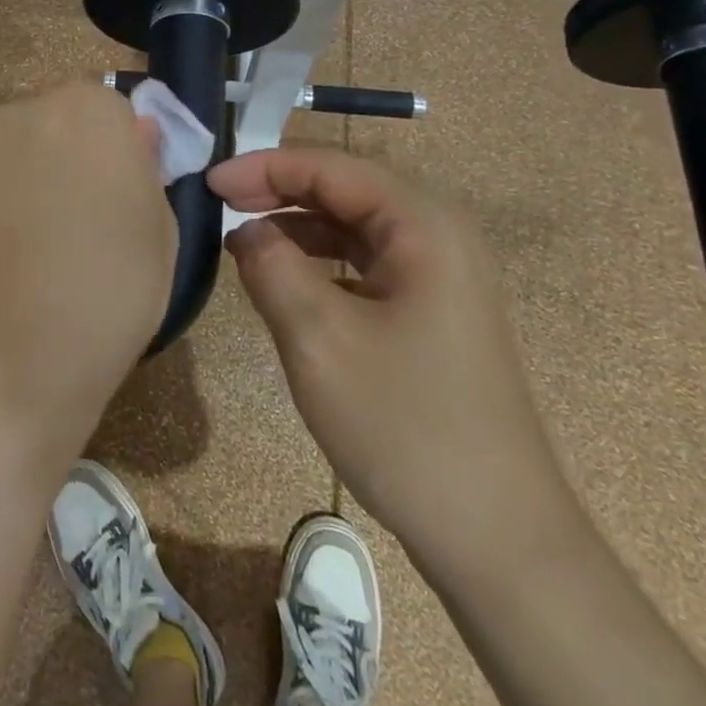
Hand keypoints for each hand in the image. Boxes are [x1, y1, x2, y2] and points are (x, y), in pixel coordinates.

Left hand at [0, 82, 176, 463]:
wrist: (12, 363)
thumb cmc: (109, 294)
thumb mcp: (159, 229)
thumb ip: (146, 165)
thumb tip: (136, 135)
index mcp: (88, 111)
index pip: (108, 109)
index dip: (116, 150)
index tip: (118, 194)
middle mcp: (21, 112)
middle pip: (53, 122)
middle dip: (65, 156)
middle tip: (74, 221)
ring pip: (8, 150)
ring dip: (20, 178)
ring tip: (25, 247)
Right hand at [208, 146, 577, 575]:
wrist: (497, 538)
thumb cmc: (404, 425)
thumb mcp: (318, 338)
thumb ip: (270, 265)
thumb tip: (247, 230)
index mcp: (423, 224)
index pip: (331, 167)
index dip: (264, 167)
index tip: (208, 182)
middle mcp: (439, 234)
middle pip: (345, 189)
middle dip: (278, 190)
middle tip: (218, 201)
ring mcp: (442, 274)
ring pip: (354, 226)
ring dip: (297, 225)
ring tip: (241, 238)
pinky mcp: (434, 311)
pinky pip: (367, 263)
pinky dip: (321, 260)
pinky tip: (285, 278)